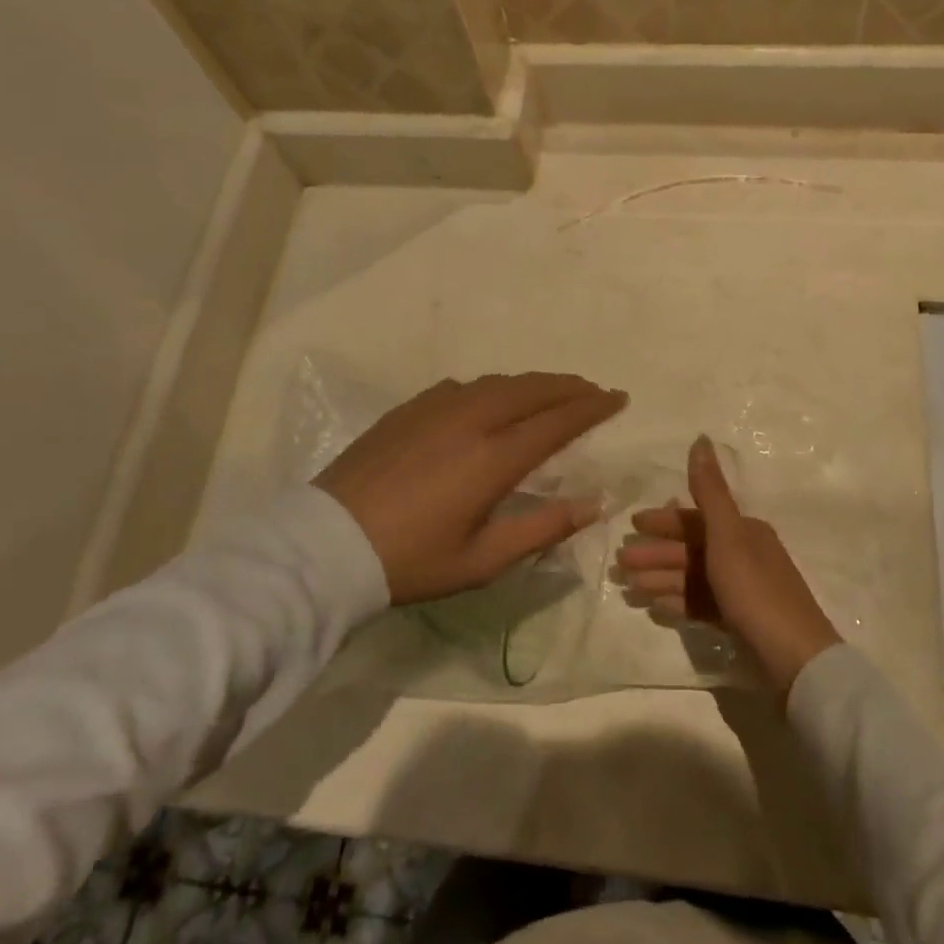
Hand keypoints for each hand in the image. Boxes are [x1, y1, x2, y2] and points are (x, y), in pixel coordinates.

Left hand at [315, 374, 627, 604]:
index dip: (592, 407)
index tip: (617, 398)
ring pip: (498, 382)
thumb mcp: (482, 560)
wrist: (326, 545)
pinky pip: (464, 386)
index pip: (557, 421)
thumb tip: (592, 504)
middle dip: (569, 386)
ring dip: (533, 384)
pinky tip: (491, 399)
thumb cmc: (410, 560)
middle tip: (593, 390)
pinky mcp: (409, 409)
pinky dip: (493, 388)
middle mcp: (471, 420)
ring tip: (552, 392)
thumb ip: (542, 528)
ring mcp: (436, 408)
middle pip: (532, 390)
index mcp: (493, 458)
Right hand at [617, 436, 841, 697]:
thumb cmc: (756, 592)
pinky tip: (656, 607)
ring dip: (661, 578)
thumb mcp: (728, 537)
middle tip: (620, 563)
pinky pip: (703, 603)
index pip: (696, 519)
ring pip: (694, 577)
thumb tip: (700, 439)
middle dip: (655, 553)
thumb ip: (710, 491)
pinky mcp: (742, 620)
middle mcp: (745, 554)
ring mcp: (744, 589)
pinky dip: (679, 601)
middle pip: (692, 548)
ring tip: (630, 588)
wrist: (795, 661)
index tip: (632, 525)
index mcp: (745, 531)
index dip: (663, 520)